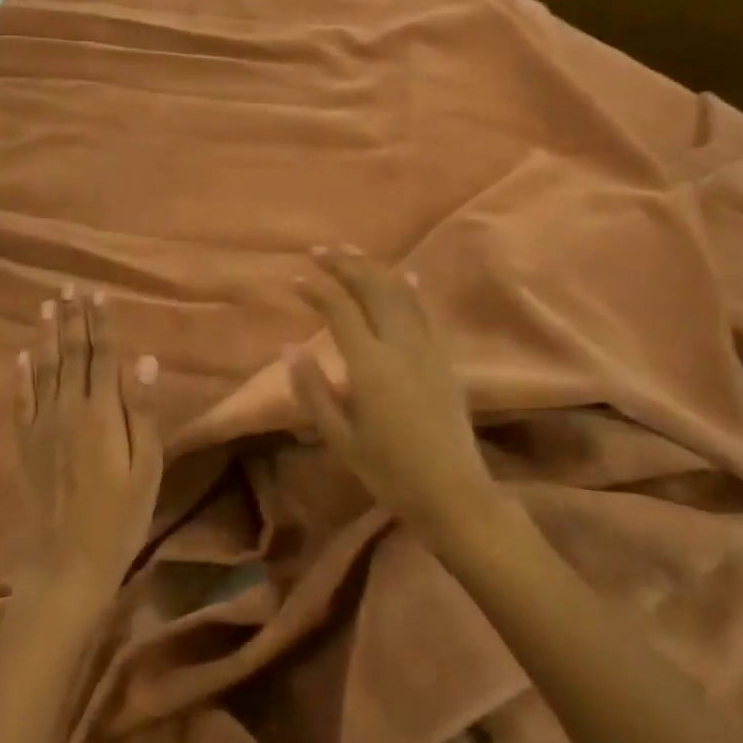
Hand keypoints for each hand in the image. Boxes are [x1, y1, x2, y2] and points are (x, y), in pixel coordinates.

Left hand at [13, 286, 162, 600]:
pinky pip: (21, 402)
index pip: (102, 356)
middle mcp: (68, 410)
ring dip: (46, 335)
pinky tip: (21, 355)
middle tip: (69, 286)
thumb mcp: (146, 467)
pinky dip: (20, 376)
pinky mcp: (27, 445)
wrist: (69, 563)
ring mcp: (43, 427)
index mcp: (102, 413)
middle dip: (72, 318)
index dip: (101, 323)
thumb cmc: (121, 515)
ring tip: (46, 305)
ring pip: (43, 370)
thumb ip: (143, 411)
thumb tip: (145, 360)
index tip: (98, 293)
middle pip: (71, 354)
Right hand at [289, 247, 500, 541]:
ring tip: (352, 252)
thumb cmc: (389, 470)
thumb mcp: (340, 437)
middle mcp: (400, 345)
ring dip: (374, 268)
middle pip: (372, 288)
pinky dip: (411, 288)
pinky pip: (425, 311)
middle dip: (345, 264)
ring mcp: (427, 347)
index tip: (296, 280)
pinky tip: (405, 274)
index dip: (317, 291)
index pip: (340, 310)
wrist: (453, 492)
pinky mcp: (444, 357)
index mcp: (370, 365)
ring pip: (400, 292)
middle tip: (320, 250)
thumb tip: (290, 347)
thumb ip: (313, 389)